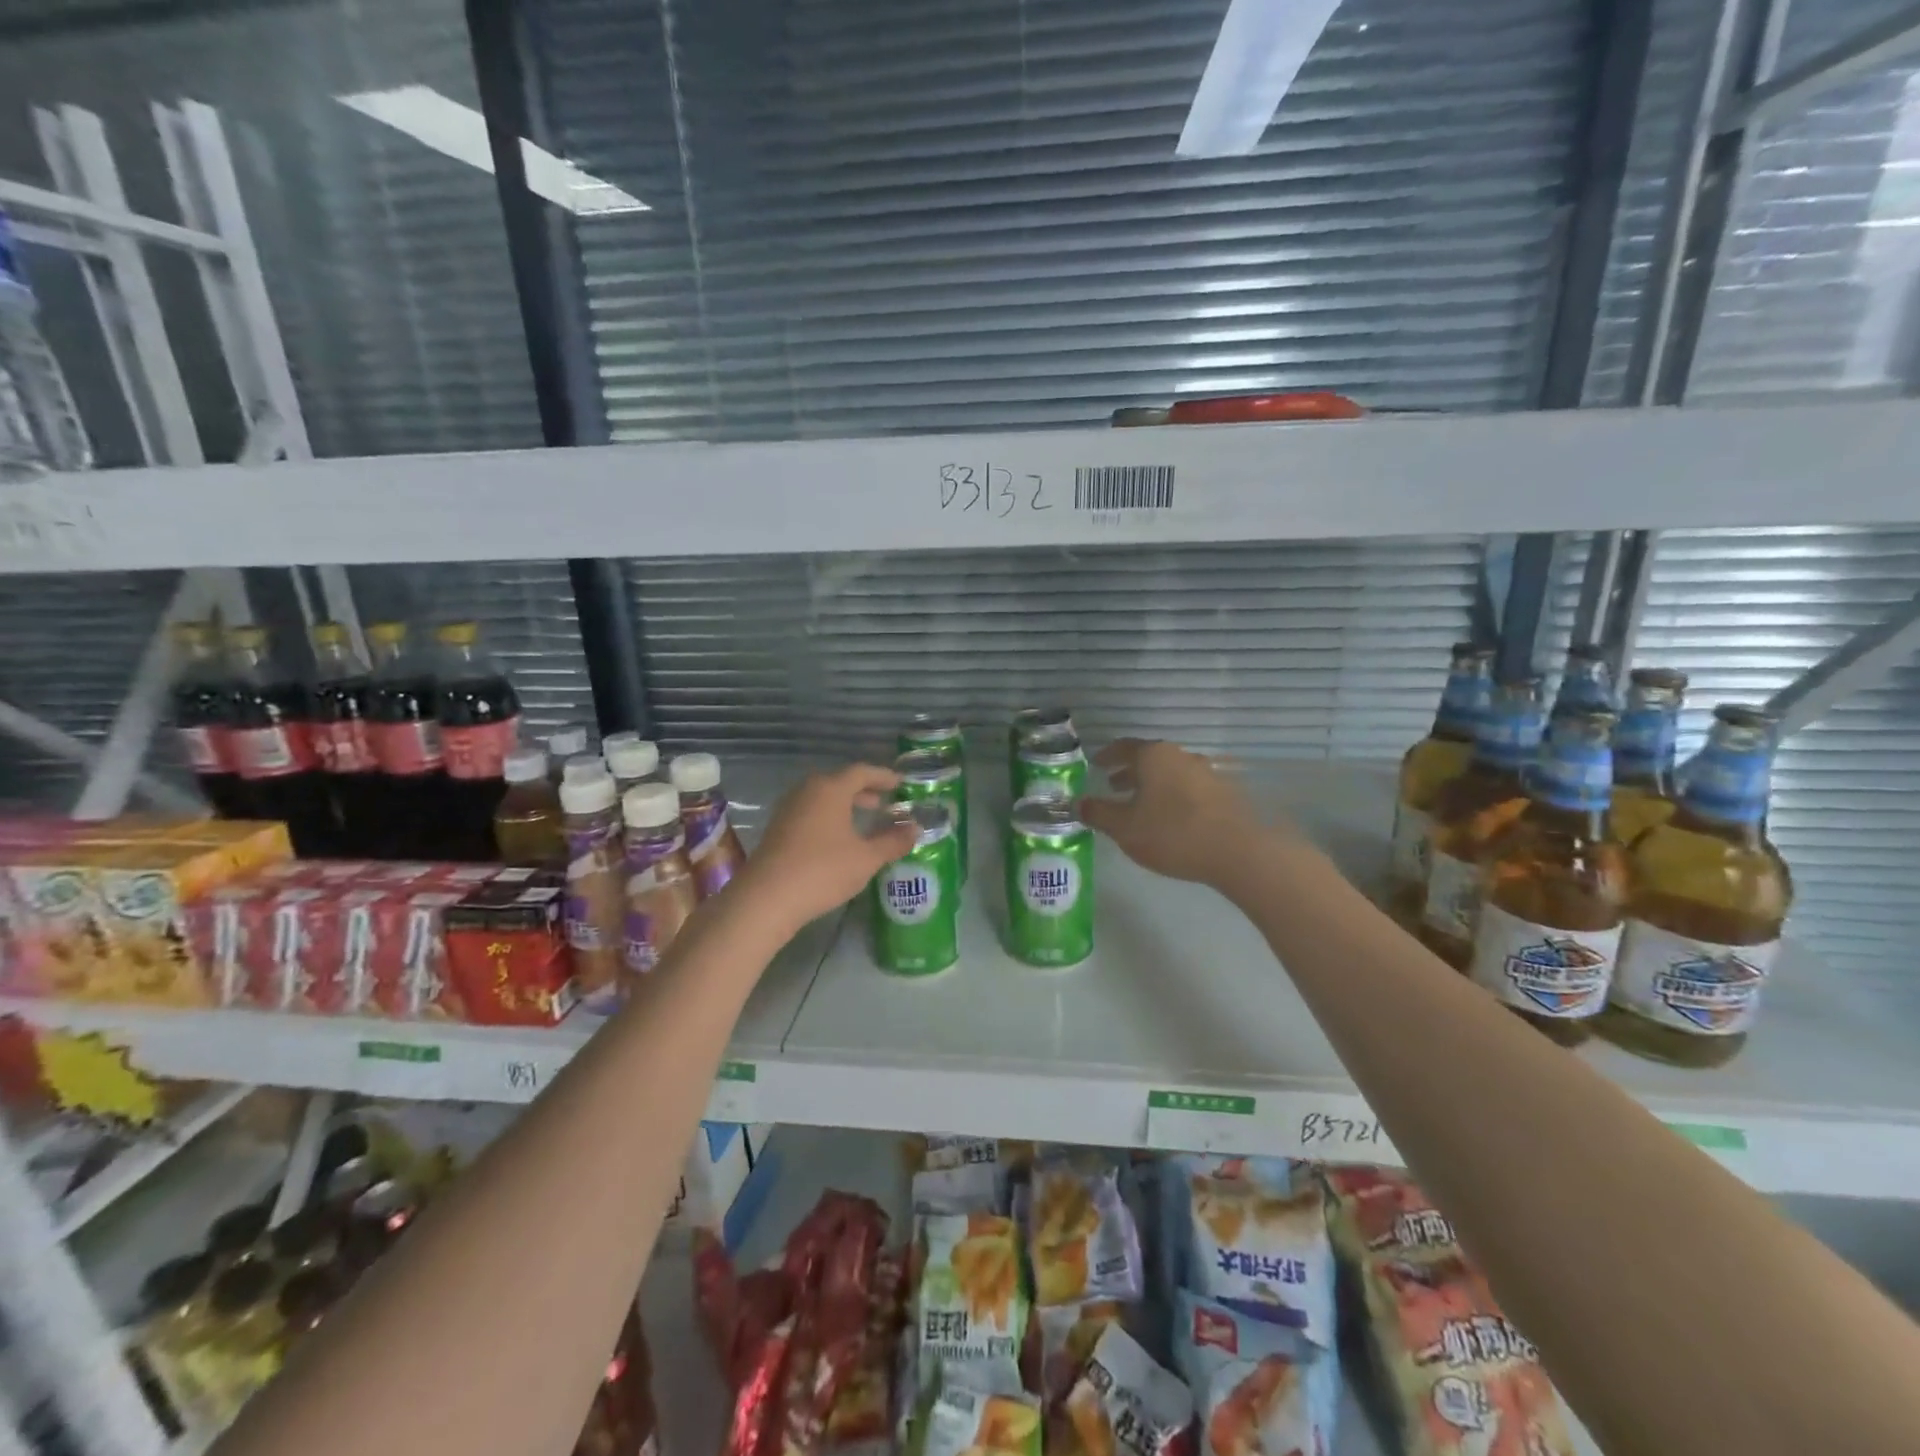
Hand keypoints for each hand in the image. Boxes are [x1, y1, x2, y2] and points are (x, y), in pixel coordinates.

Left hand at [740, 764, 916, 929]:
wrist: (767, 898)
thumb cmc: (823, 870)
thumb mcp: (866, 858)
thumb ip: (893, 841)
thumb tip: (915, 828)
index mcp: (831, 789)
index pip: (862, 772)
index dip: (883, 776)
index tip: (900, 784)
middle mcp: (807, 790)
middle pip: (840, 782)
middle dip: (864, 791)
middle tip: (884, 802)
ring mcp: (788, 809)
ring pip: (823, 797)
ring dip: (844, 805)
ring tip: (863, 819)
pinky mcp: (777, 828)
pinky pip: (810, 812)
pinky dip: (829, 816)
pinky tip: (837, 838)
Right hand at [1078, 739, 1265, 886]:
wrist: (1238, 851)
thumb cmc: (1171, 833)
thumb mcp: (1124, 827)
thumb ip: (1098, 813)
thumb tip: (1078, 803)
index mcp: (1154, 756)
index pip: (1123, 747)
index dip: (1107, 756)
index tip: (1096, 765)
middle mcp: (1181, 756)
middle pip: (1149, 759)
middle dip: (1130, 772)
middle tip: (1114, 786)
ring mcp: (1207, 772)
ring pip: (1171, 773)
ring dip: (1153, 785)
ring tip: (1141, 805)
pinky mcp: (1226, 793)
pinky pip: (1190, 788)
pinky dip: (1174, 796)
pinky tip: (1171, 817)